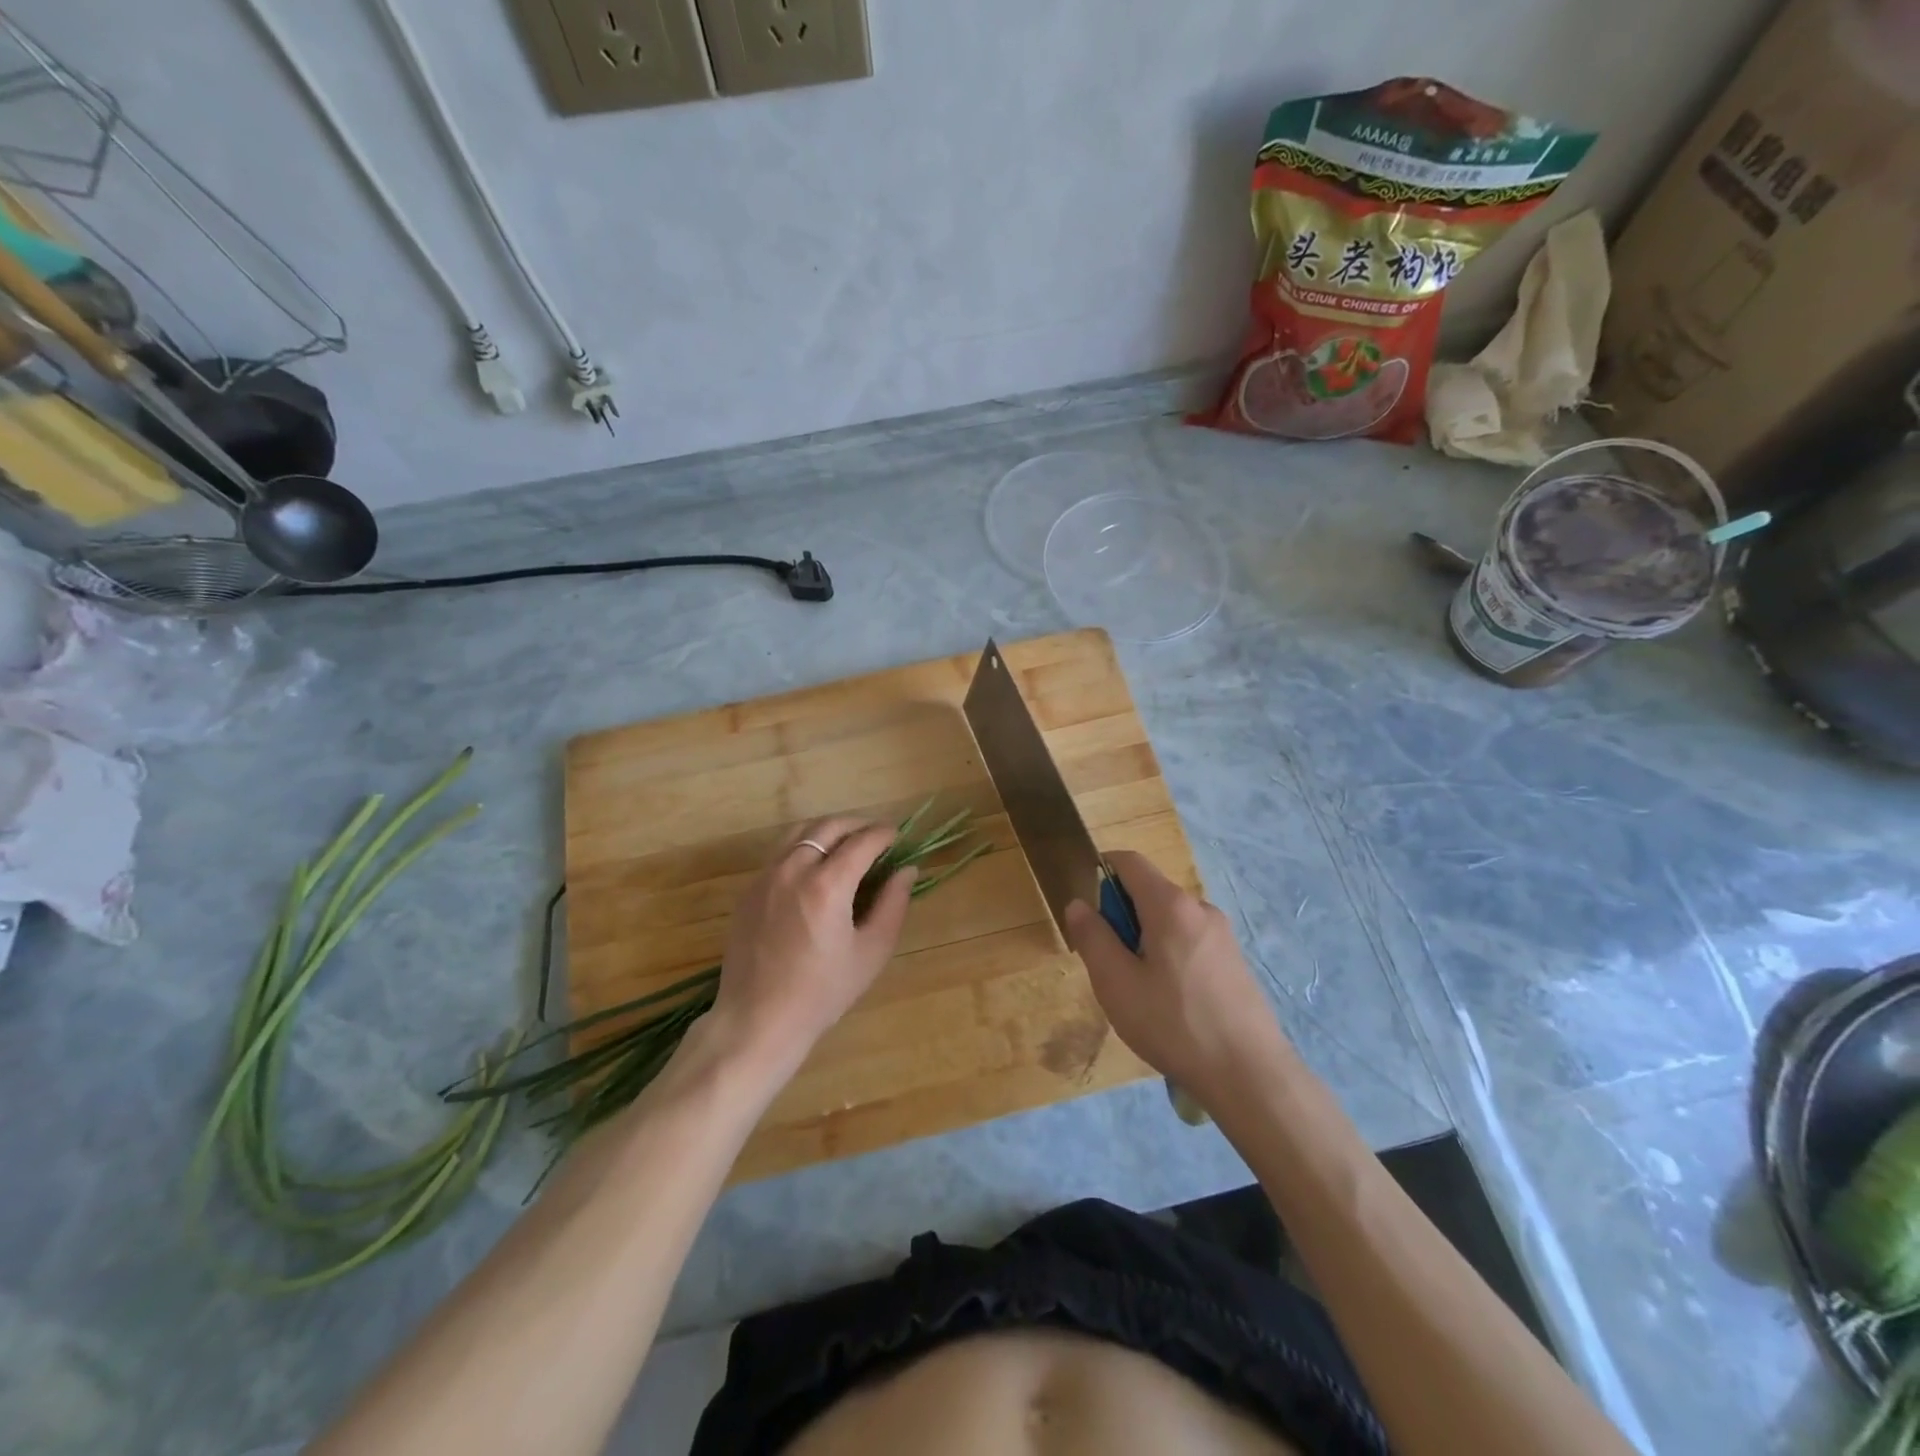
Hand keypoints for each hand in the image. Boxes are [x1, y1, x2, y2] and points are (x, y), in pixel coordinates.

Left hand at [700, 816, 915, 1079]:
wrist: (758, 1020)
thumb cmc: (822, 992)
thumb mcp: (871, 952)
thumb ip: (893, 905)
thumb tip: (906, 870)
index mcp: (827, 885)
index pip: (862, 841)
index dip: (883, 833)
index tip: (897, 835)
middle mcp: (793, 870)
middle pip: (828, 826)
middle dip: (857, 825)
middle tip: (876, 836)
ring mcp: (766, 877)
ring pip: (800, 832)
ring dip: (828, 830)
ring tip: (847, 843)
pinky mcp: (750, 890)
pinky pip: (781, 853)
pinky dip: (804, 846)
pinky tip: (816, 867)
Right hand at [1065, 851, 1284, 1109]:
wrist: (1250, 1075)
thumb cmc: (1173, 1024)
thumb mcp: (1116, 983)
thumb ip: (1093, 937)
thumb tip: (1079, 904)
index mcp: (1170, 905)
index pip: (1129, 861)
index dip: (1102, 871)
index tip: (1089, 912)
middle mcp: (1200, 908)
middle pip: (1150, 892)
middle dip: (1122, 917)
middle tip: (1113, 967)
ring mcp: (1222, 934)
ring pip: (1169, 920)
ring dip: (1145, 940)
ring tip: (1141, 992)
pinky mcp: (1234, 960)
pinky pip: (1189, 941)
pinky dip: (1169, 955)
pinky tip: (1171, 1003)